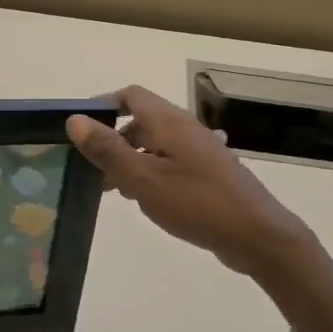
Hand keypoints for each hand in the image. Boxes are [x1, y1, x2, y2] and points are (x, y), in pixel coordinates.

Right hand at [67, 86, 315, 277]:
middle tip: (92, 168)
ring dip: (131, 159)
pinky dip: (151, 173)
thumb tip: (75, 120)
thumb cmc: (197, 203)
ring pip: (155, 144)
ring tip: (114, 189)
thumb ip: (108, 149)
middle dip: (113, 139)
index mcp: (169, 122)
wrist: (257, 235)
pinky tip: (147, 200)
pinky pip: (170, 162)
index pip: (130, 95)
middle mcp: (185, 128)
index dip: (103, 106)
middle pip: (141, 121)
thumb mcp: (144, 179)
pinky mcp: (208, 173)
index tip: (80, 130)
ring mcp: (200, 151)